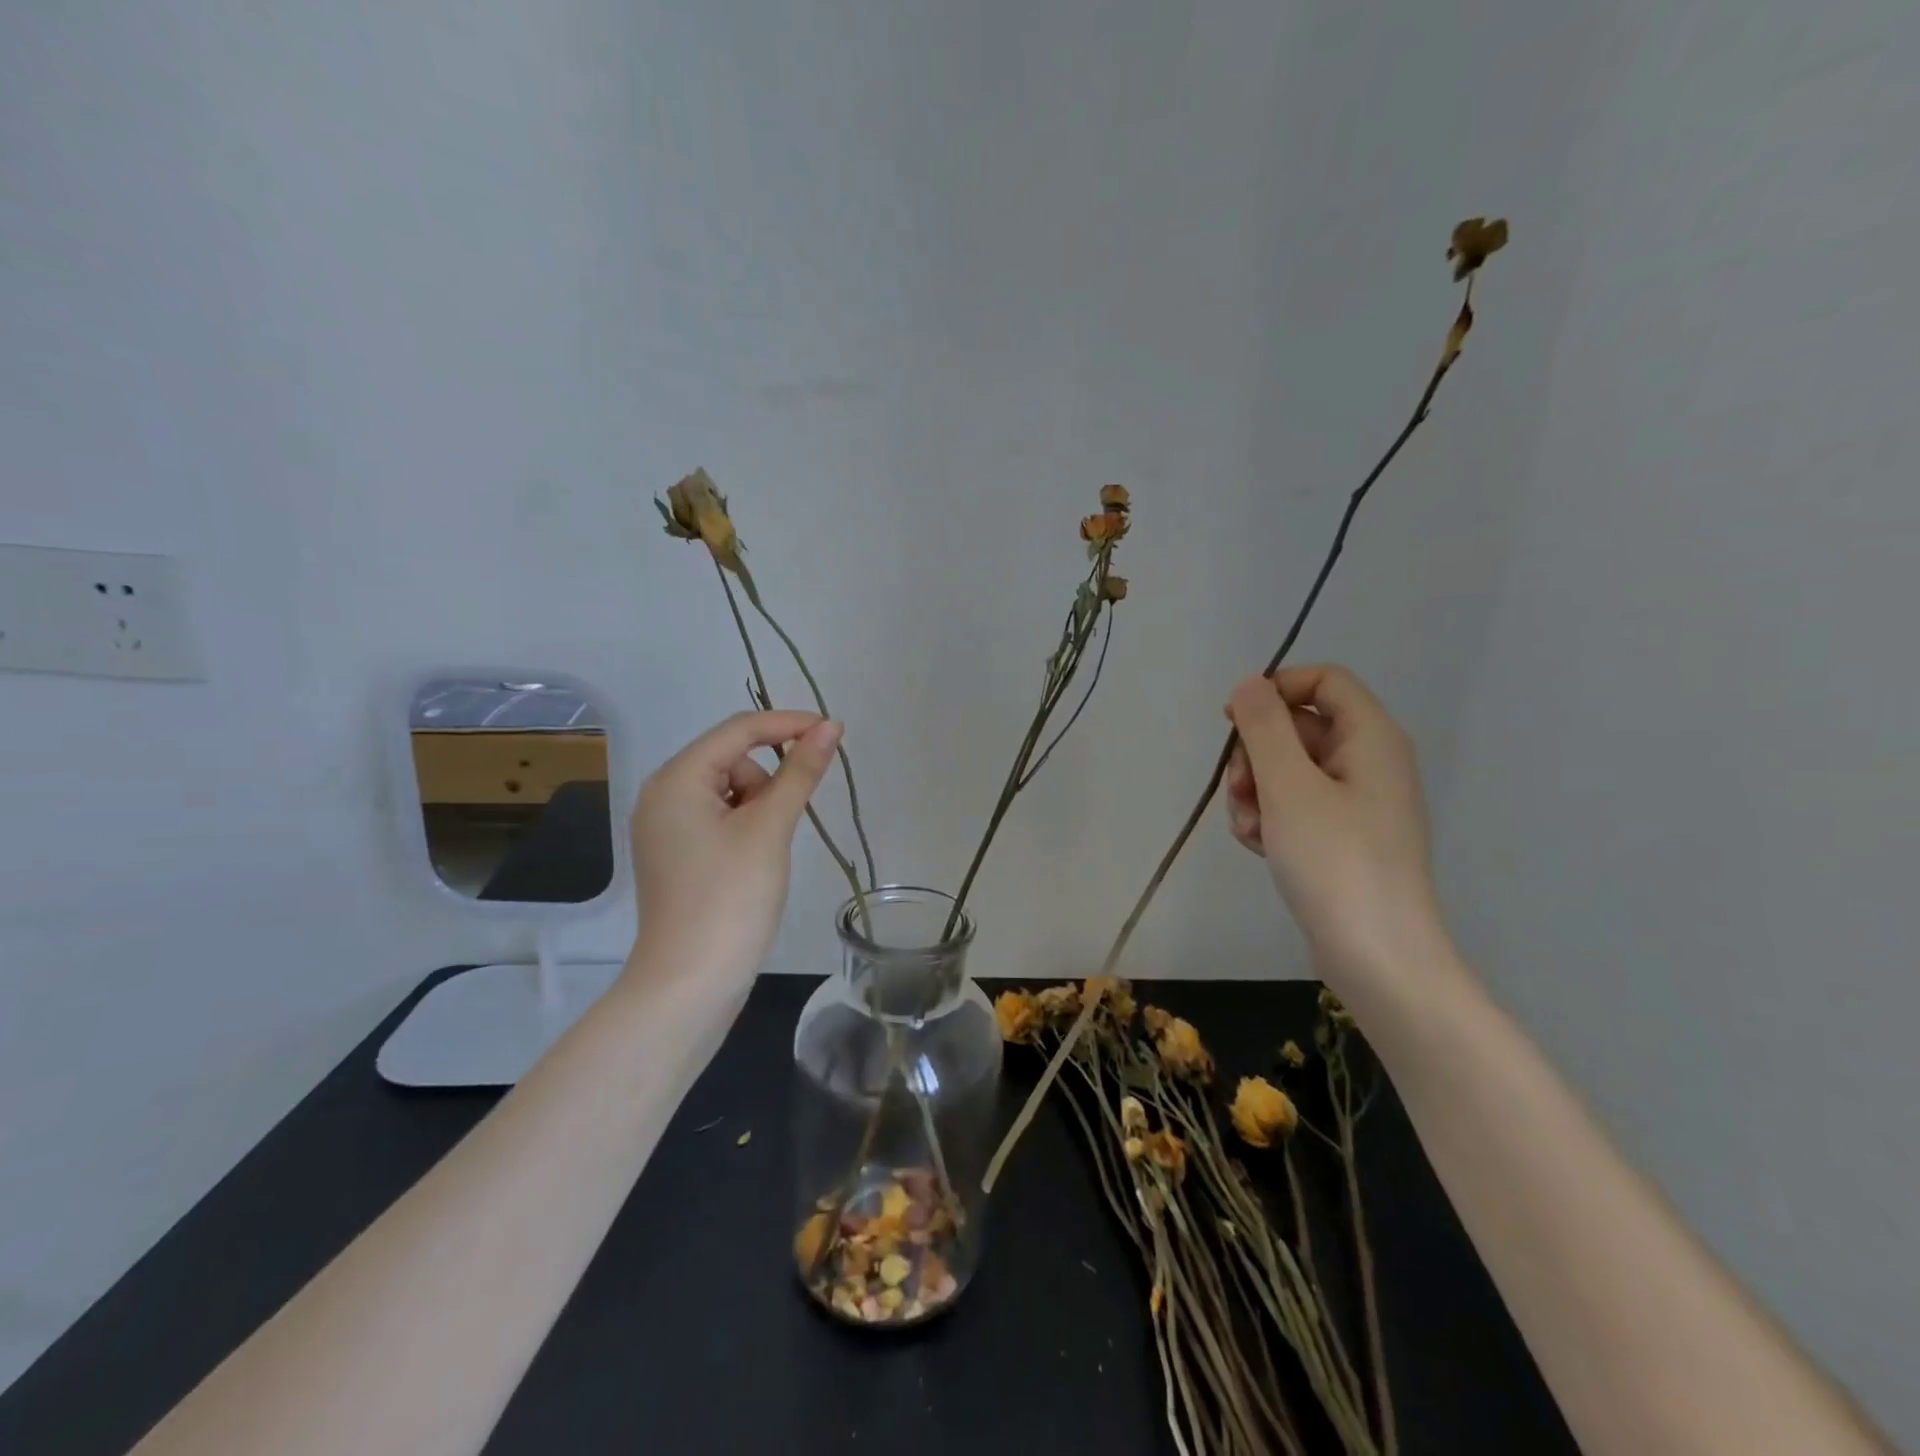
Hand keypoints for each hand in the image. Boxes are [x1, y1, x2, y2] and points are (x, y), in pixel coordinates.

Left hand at [629, 710, 842, 986]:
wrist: (690, 983)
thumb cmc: (731, 898)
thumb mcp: (770, 828)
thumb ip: (800, 772)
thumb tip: (830, 727)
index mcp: (677, 779)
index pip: (739, 729)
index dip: (788, 724)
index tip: (834, 732)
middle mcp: (662, 793)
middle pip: (732, 759)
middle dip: (768, 779)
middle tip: (781, 825)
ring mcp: (665, 826)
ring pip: (729, 789)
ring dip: (759, 805)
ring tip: (765, 850)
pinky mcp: (676, 852)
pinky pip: (718, 817)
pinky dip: (745, 825)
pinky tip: (753, 859)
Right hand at [1224, 665, 1447, 994]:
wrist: (1376, 956)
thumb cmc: (1335, 861)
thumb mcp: (1289, 786)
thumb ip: (1264, 728)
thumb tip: (1249, 684)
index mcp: (1370, 738)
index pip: (1324, 680)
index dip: (1275, 690)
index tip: (1233, 720)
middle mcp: (1368, 762)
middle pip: (1298, 727)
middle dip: (1256, 753)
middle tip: (1240, 789)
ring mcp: (1355, 803)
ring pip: (1287, 770)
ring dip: (1255, 792)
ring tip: (1250, 829)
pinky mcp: (1340, 837)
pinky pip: (1293, 807)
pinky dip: (1269, 819)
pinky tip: (1260, 848)